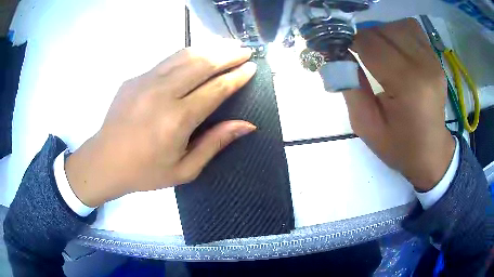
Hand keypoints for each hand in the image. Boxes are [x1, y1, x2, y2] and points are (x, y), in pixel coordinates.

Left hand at [65, 42, 256, 206]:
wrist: (105, 161)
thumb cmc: (145, 172)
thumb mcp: (185, 169)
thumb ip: (215, 143)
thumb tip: (247, 125)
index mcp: (176, 119)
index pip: (216, 89)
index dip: (237, 76)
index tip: (252, 67)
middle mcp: (162, 93)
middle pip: (202, 63)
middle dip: (228, 54)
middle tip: (245, 50)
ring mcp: (145, 81)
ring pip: (184, 55)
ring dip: (210, 48)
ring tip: (227, 46)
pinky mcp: (135, 78)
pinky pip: (167, 60)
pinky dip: (188, 55)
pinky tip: (198, 55)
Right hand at [345, 18, 454, 191]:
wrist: (432, 154)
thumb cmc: (400, 146)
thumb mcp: (366, 126)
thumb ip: (349, 87)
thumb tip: (336, 55)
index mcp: (408, 86)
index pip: (370, 44)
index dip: (349, 42)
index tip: (340, 50)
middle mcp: (424, 66)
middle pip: (383, 31)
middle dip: (363, 38)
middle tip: (357, 53)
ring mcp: (433, 61)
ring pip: (397, 26)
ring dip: (381, 33)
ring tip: (377, 51)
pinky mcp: (436, 60)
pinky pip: (412, 30)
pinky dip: (397, 33)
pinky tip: (394, 49)